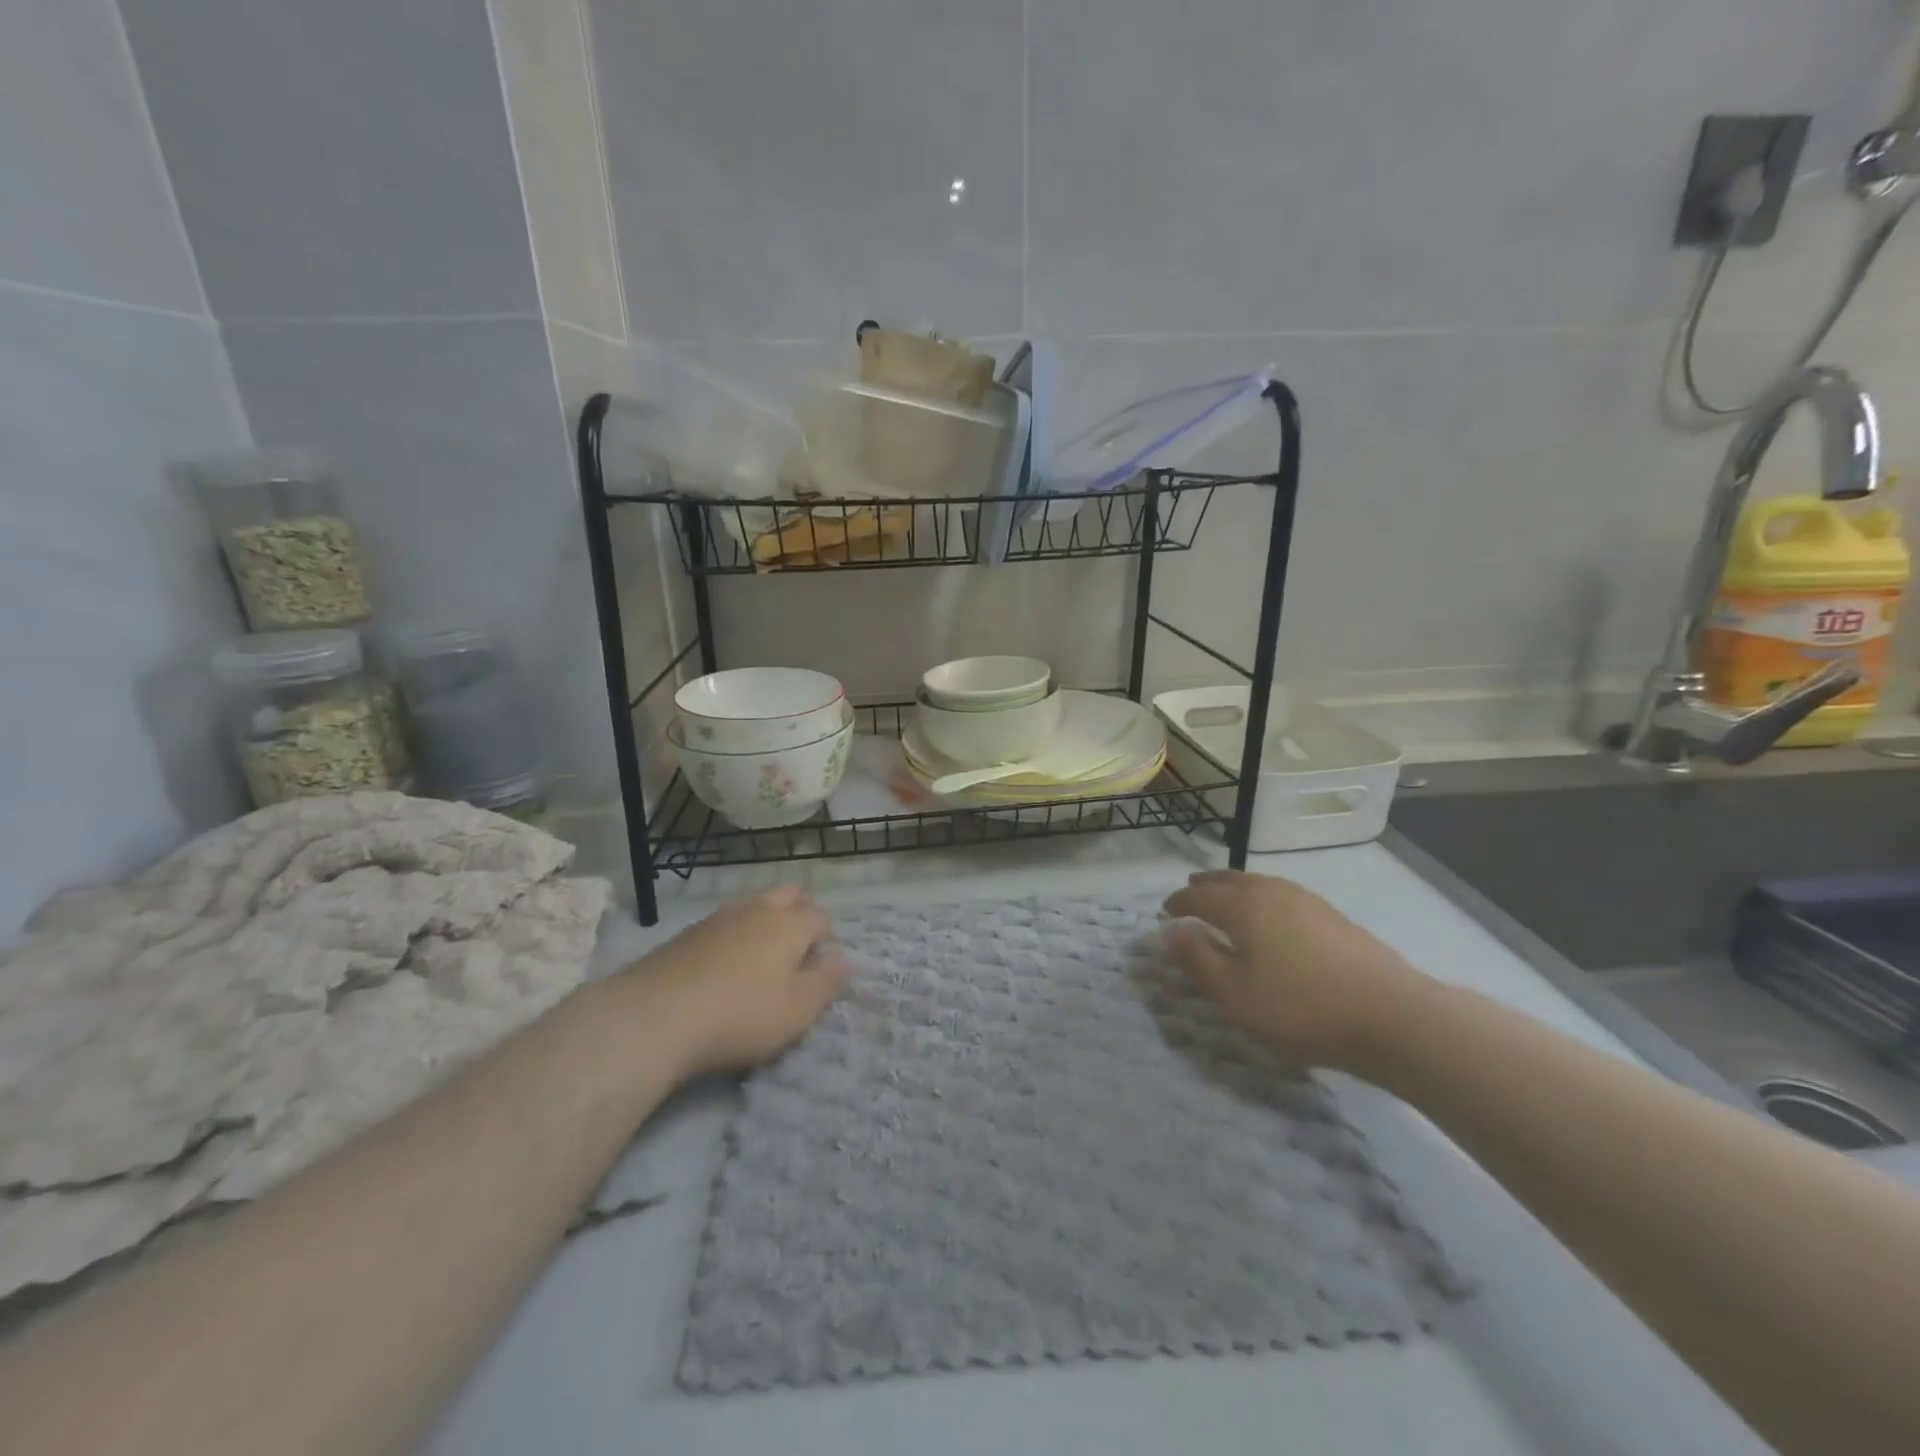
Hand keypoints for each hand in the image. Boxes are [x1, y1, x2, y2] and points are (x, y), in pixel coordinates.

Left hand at [617, 886, 849, 1079]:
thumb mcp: (798, 1010)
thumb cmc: (741, 1015)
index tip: (823, 964)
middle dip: (800, 911)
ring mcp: (718, 918)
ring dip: (765, 919)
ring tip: (763, 953)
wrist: (654, 1018)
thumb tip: (846, 962)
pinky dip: (734, 935)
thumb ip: (827, 983)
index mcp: (789, 925)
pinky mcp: (686, 934)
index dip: (828, 938)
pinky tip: (724, 963)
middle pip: (787, 895)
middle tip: (799, 945)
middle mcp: (756, 910)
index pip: (821, 918)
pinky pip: (723, 923)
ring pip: (753, 904)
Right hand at [1163, 870, 1429, 1074]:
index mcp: (1243, 907)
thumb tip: (1169, 931)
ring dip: (1235, 887)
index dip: (1178, 903)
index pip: (1199, 897)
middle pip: (1230, 880)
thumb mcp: (1236, 994)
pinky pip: (1281, 893)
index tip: (1164, 912)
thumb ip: (1198, 960)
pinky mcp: (1332, 915)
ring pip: (1259, 883)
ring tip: (1226, 897)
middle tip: (1190, 890)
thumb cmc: (1302, 1007)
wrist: (1393, 1015)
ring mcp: (1306, 900)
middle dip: (1206, 885)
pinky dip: (1262, 896)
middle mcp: (1271, 892)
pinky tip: (1271, 915)